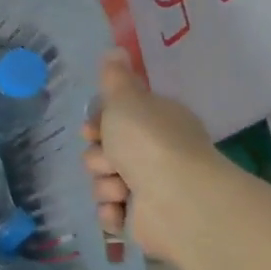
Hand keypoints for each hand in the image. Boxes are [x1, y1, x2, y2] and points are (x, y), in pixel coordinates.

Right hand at [81, 52, 219, 258]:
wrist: (178, 200)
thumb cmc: (150, 142)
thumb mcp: (126, 100)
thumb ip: (114, 78)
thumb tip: (115, 49)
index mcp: (156, 122)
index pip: (115, 120)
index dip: (97, 125)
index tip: (92, 129)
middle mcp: (155, 153)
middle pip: (103, 152)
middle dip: (99, 158)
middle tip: (111, 160)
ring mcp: (151, 188)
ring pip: (103, 182)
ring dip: (104, 185)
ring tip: (121, 189)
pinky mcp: (144, 220)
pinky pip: (111, 213)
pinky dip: (112, 213)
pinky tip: (119, 210)